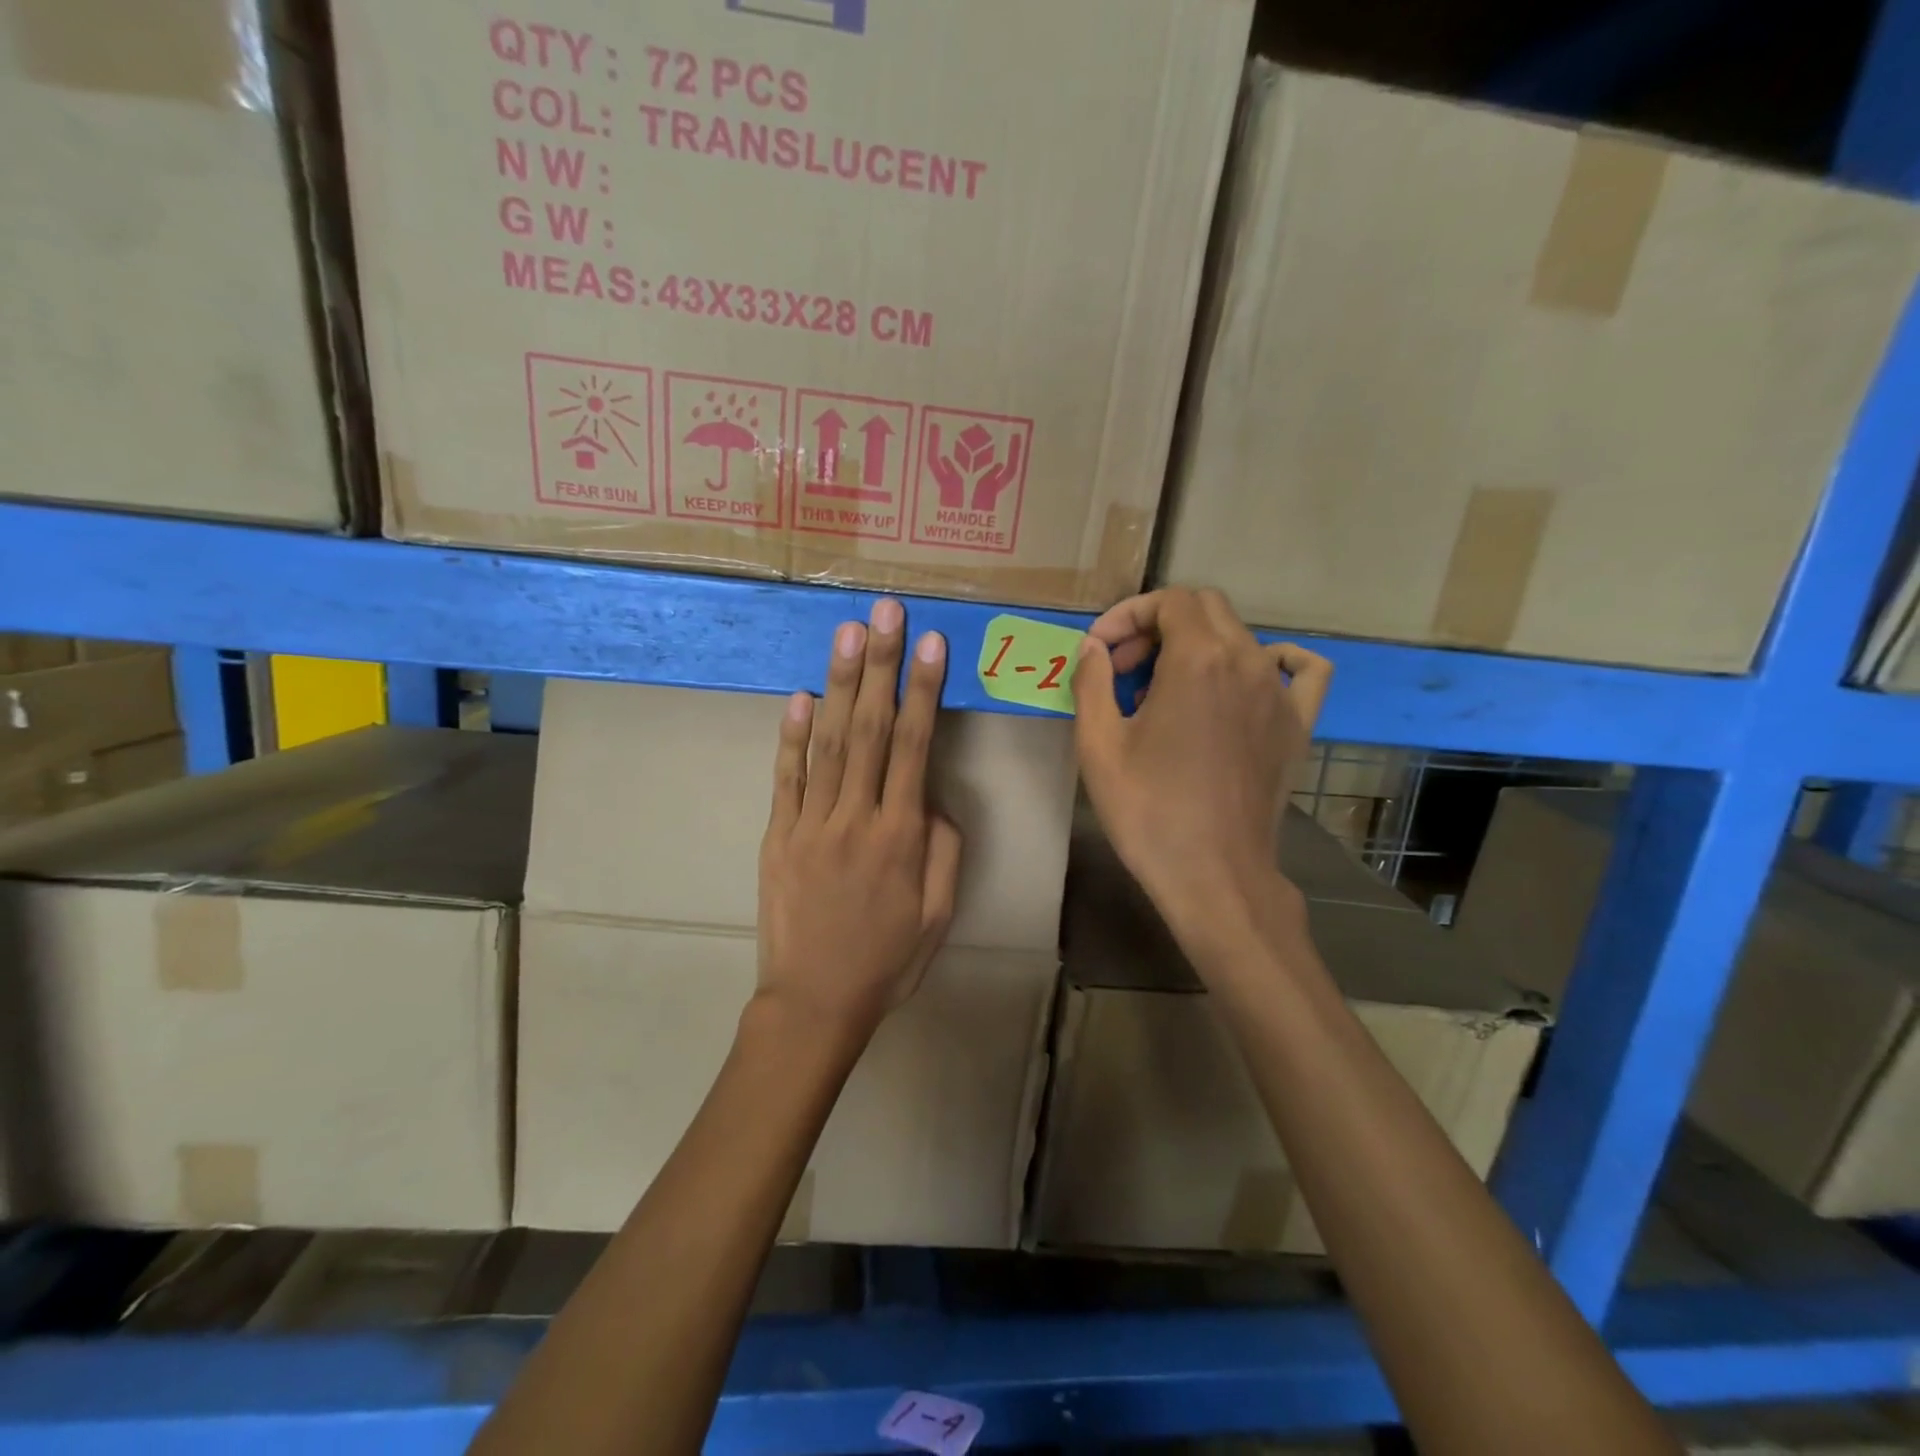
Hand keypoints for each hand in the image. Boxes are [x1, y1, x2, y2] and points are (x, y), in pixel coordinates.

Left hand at [757, 599, 963, 1036]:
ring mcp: (811, 823)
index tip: (931, 643)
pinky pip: (786, 778)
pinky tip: (801, 696)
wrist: (815, 1002)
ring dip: (841, 685)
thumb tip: (932, 798)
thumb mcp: (938, 913)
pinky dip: (791, 736)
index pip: (916, 747)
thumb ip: (944, 849)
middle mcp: (856, 817)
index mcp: (901, 836)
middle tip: (885, 612)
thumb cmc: (887, 960)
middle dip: (882, 666)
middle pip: (872, 729)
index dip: (924, 691)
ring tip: (848, 634)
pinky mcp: (778, 836)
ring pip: (829, 743)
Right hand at [1072, 587, 1331, 950]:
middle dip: (1157, 625)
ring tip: (1166, 683)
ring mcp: (1280, 692)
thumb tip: (1094, 647)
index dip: (1127, 615)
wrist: (1214, 875)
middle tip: (1123, 668)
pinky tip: (1251, 676)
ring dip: (1197, 643)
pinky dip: (1274, 659)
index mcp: (1198, 659)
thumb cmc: (1149, 810)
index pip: (1168, 601)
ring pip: (1241, 635)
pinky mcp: (1297, 724)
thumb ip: (1092, 681)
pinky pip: (1301, 670)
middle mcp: (1247, 661)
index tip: (1100, 650)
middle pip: (1204, 608)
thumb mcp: (1099, 745)